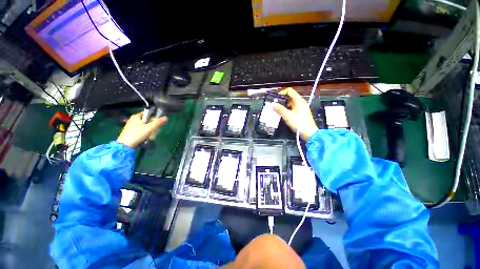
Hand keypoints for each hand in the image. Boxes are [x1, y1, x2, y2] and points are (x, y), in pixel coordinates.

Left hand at [117, 112, 167, 147]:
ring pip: (144, 125)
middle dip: (152, 125)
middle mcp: (133, 119)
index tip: (158, 122)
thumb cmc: (137, 134)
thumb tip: (166, 117)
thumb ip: (158, 122)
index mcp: (136, 116)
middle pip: (147, 120)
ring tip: (151, 135)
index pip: (148, 113)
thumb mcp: (149, 128)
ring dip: (149, 130)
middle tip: (155, 130)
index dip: (154, 117)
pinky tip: (146, 137)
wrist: (125, 146)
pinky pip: (141, 130)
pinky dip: (145, 132)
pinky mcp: (131, 132)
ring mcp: (131, 126)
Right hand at [273, 88, 317, 139]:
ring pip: (290, 103)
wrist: (308, 133)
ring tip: (278, 111)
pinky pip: (292, 108)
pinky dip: (287, 110)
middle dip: (282, 100)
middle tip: (275, 105)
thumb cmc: (299, 123)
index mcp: (299, 100)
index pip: (290, 91)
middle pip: (289, 97)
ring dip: (284, 106)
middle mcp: (300, 102)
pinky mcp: (300, 113)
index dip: (282, 93)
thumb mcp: (287, 115)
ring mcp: (301, 108)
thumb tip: (272, 104)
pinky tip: (283, 115)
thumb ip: (279, 109)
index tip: (276, 98)